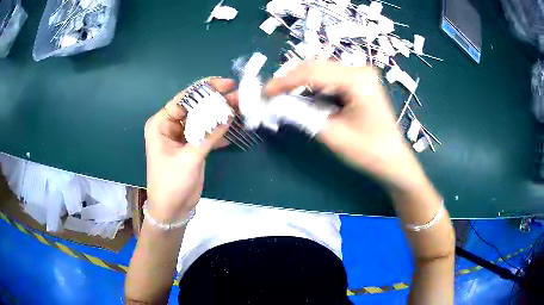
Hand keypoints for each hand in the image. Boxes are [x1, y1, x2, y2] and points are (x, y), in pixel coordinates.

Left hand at [144, 78, 236, 221]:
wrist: (172, 209)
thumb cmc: (172, 183)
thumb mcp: (189, 158)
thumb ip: (208, 135)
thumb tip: (228, 114)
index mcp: (161, 124)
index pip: (184, 99)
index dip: (205, 89)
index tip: (226, 84)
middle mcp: (170, 126)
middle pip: (195, 107)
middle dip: (216, 101)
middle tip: (239, 95)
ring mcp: (182, 136)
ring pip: (203, 119)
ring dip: (220, 115)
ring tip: (241, 107)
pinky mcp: (192, 147)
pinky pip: (207, 133)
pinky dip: (220, 131)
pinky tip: (235, 127)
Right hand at [264, 60, 426, 191]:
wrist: (393, 160)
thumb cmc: (369, 152)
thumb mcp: (332, 134)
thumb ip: (302, 115)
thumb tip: (275, 104)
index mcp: (357, 80)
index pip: (312, 72)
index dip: (284, 81)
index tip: (265, 93)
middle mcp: (359, 70)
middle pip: (316, 67)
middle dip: (290, 80)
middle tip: (271, 94)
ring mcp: (360, 75)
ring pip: (321, 71)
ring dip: (300, 83)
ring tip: (282, 97)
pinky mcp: (359, 83)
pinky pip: (330, 79)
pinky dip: (313, 88)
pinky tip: (302, 97)